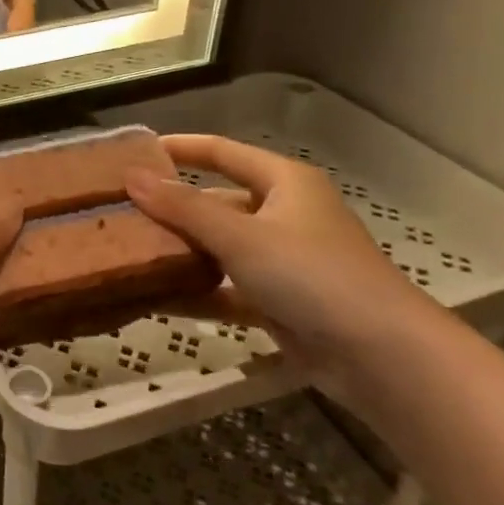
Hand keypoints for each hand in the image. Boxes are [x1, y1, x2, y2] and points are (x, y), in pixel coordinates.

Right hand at [125, 134, 447, 397]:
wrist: (382, 357)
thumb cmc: (311, 274)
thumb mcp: (239, 235)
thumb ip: (182, 207)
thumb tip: (131, 175)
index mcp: (284, 183)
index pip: (223, 152)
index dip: (181, 148)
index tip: (136, 151)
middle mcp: (283, 215)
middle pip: (217, 202)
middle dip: (172, 207)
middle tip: (121, 210)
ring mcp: (282, 261)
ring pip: (219, 248)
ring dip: (180, 252)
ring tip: (128, 252)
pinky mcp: (279, 303)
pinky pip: (226, 289)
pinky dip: (196, 293)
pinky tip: (154, 298)